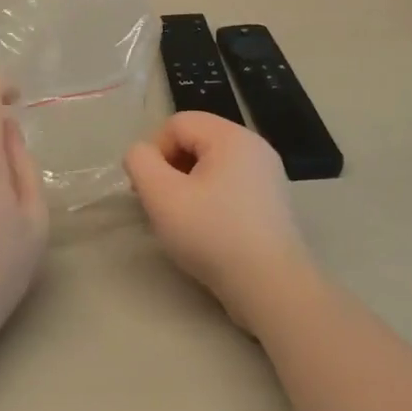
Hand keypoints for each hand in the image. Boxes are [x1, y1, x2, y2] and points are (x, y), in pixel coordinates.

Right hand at [125, 112, 313, 330]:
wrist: (271, 286)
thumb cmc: (213, 234)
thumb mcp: (161, 194)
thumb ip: (140, 162)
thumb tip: (141, 154)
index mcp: (231, 136)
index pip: (177, 124)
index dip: (154, 151)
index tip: (150, 189)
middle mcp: (254, 146)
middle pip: (195, 140)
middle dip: (170, 167)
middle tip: (161, 204)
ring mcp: (268, 175)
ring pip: (211, 164)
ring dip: (187, 184)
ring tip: (182, 218)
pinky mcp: (272, 202)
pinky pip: (229, 184)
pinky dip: (210, 198)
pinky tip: (206, 229)